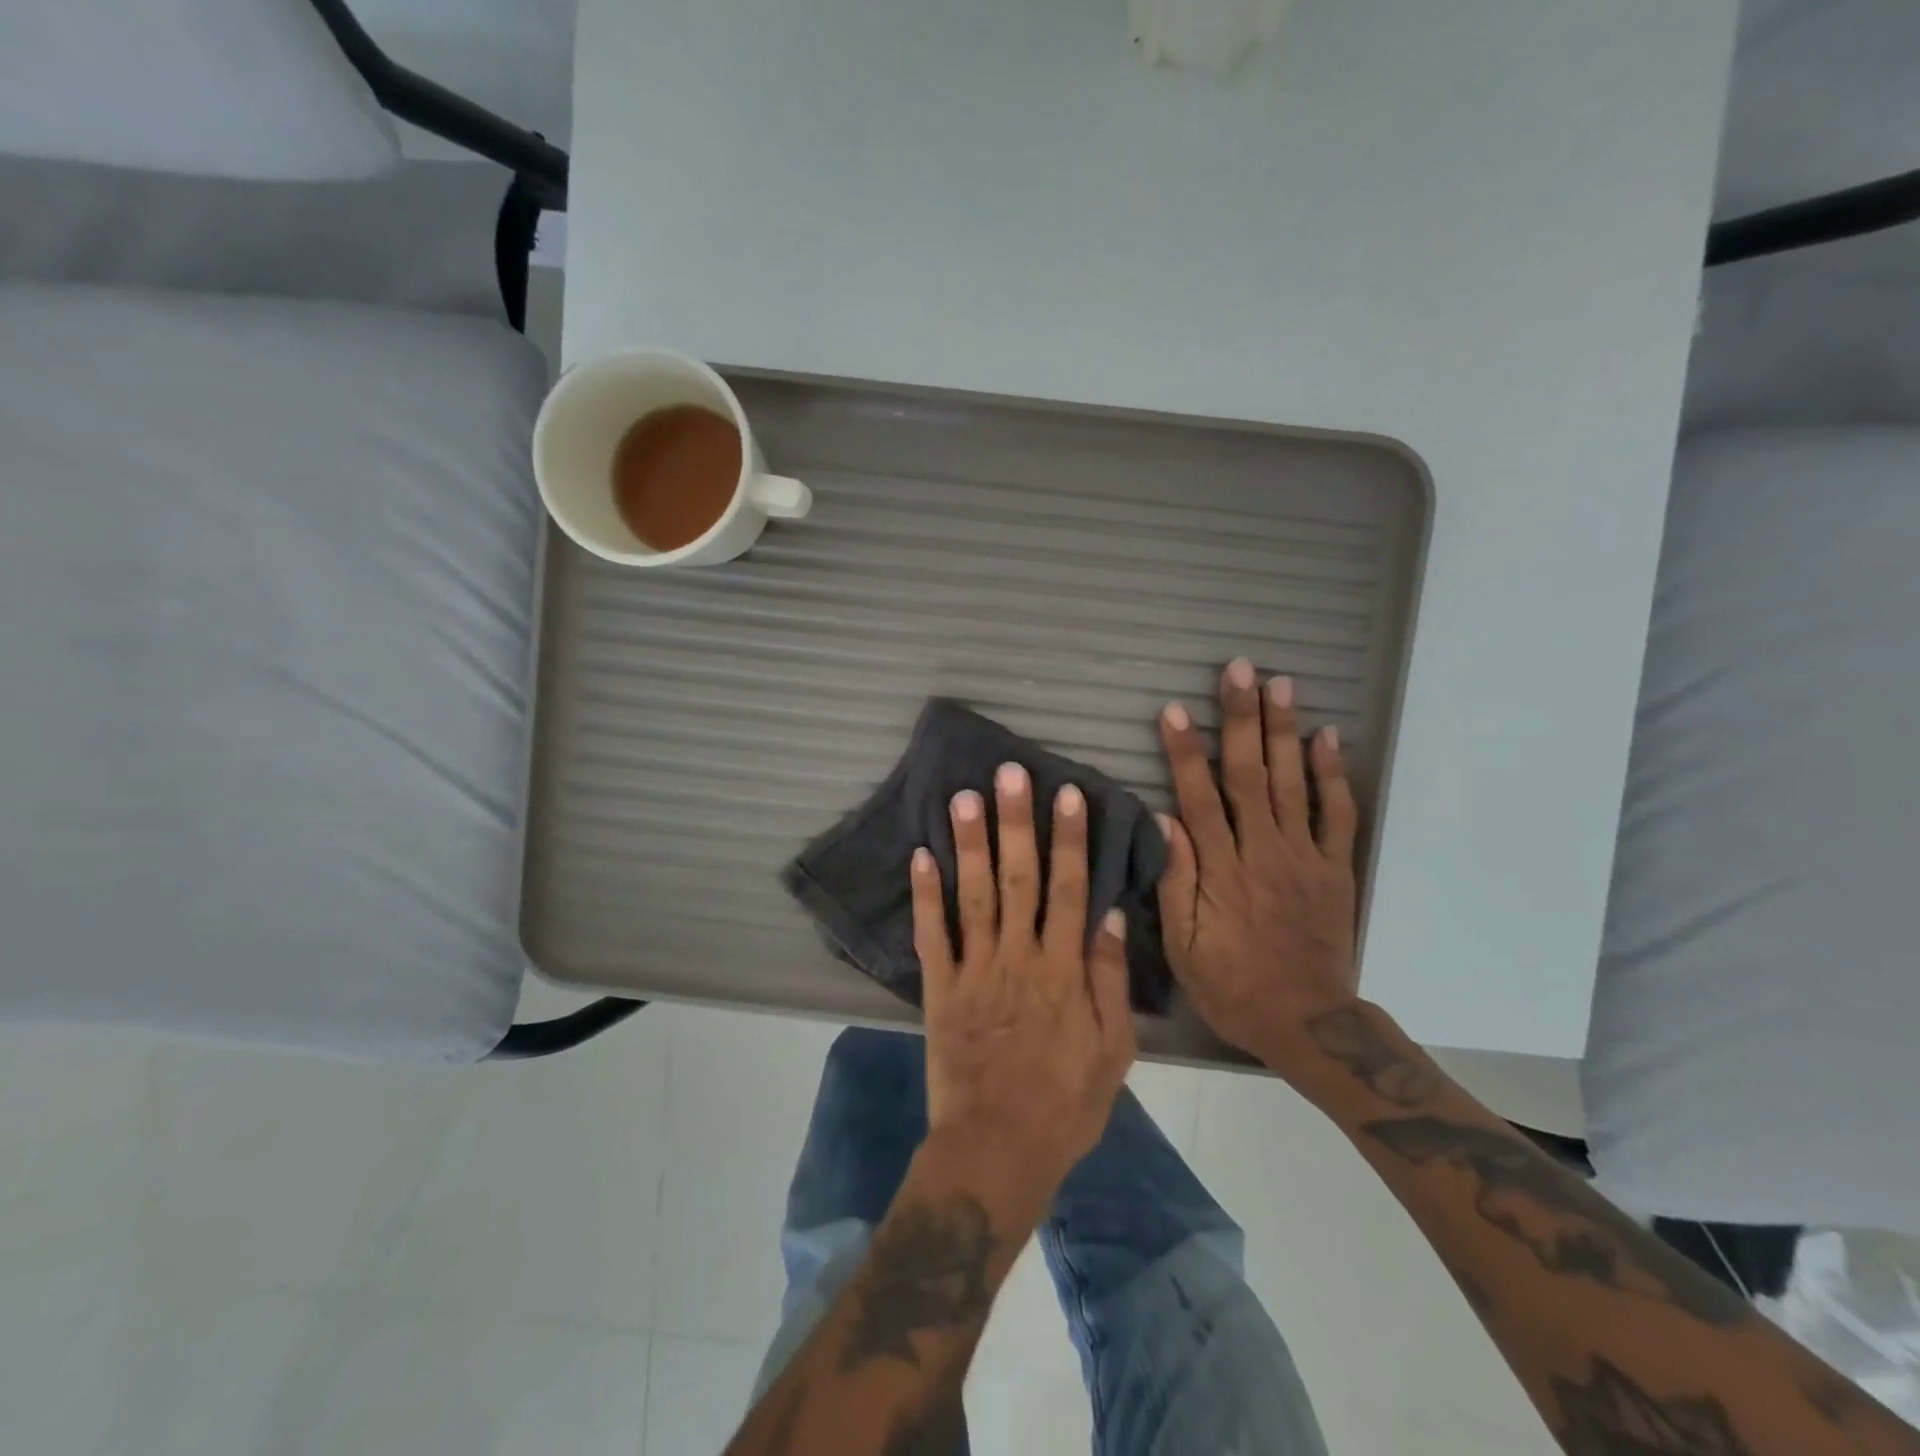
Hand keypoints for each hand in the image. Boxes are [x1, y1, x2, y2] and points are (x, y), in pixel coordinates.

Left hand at [911, 763, 1136, 1209]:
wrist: (998, 1150)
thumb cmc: (1065, 1103)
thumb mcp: (1113, 1052)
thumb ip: (1109, 981)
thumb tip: (1108, 917)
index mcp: (1063, 971)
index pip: (1070, 890)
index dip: (1069, 840)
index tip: (1066, 794)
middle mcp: (1019, 958)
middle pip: (1019, 879)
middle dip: (1016, 823)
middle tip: (1010, 773)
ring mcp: (975, 970)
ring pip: (974, 895)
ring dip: (969, 844)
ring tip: (964, 796)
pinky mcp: (940, 988)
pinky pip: (932, 935)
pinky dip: (925, 895)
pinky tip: (921, 854)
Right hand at [1156, 659, 1360, 1066]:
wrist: (1306, 1020)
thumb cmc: (1231, 983)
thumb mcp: (1183, 945)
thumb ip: (1174, 880)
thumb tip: (1162, 819)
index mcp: (1221, 869)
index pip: (1199, 797)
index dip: (1185, 752)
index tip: (1174, 710)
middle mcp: (1262, 851)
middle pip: (1249, 775)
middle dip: (1241, 719)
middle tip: (1239, 670)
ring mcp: (1304, 856)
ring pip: (1292, 782)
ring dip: (1284, 731)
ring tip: (1281, 684)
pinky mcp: (1334, 867)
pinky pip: (1336, 815)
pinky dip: (1332, 774)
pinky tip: (1327, 737)